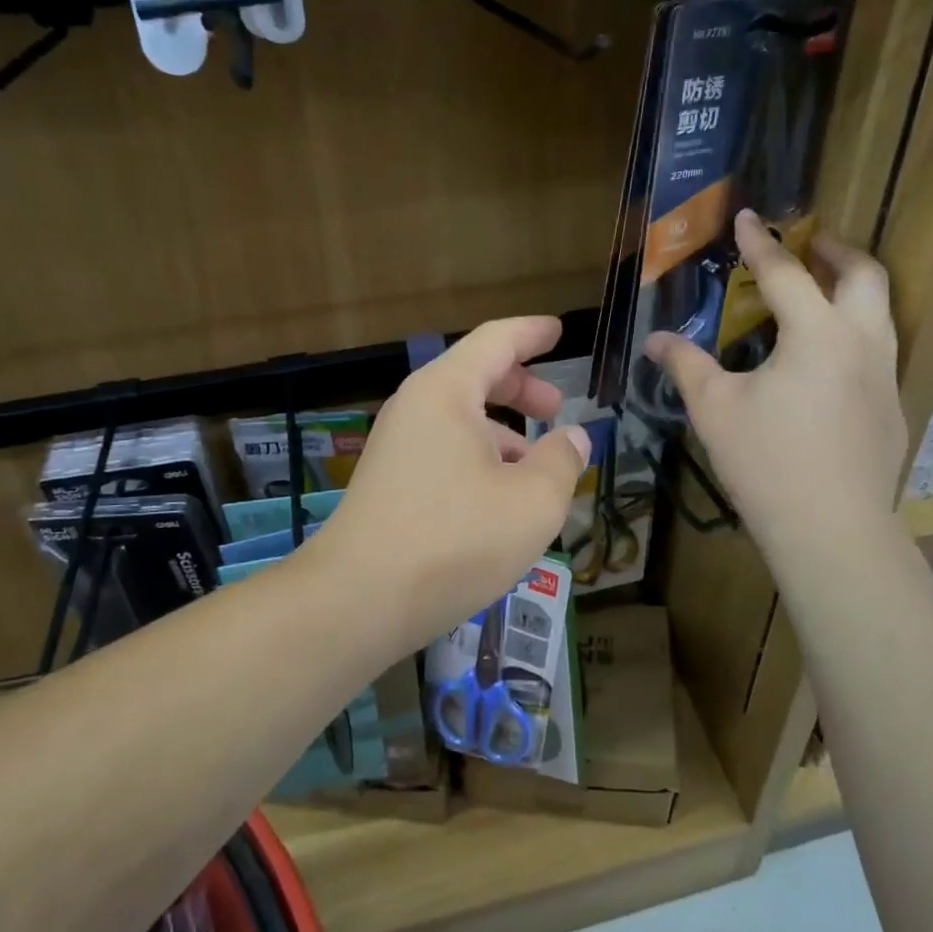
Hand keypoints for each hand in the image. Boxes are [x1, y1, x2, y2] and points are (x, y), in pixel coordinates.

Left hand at [299, 317, 591, 651]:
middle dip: (521, 387)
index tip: (558, 330)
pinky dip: (480, 459)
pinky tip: (501, 500)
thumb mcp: (532, 501)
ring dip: (503, 432)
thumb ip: (562, 461)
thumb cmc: (455, 540)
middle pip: (476, 377)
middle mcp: (416, 408)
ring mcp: (397, 447)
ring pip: (460, 420)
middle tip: (556, 407)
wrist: (358, 601)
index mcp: (447, 391)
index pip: (496, 341)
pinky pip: (444, 452)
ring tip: (539, 467)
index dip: (532, 333)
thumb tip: (573, 438)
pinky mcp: (390, 484)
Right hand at [648, 209, 906, 557]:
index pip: (786, 273)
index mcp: (818, 334)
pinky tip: (828, 362)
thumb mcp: (714, 408)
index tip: (748, 217)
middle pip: (864, 275)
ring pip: (881, 312)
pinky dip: (855, 333)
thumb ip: (686, 365)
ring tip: (821, 292)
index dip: (761, 243)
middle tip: (809, 243)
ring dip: (853, 289)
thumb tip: (656, 340)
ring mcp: (885, 377)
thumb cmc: (766, 461)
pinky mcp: (892, 409)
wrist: (831, 529)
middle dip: (836, 250)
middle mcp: (863, 343)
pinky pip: (879, 351)